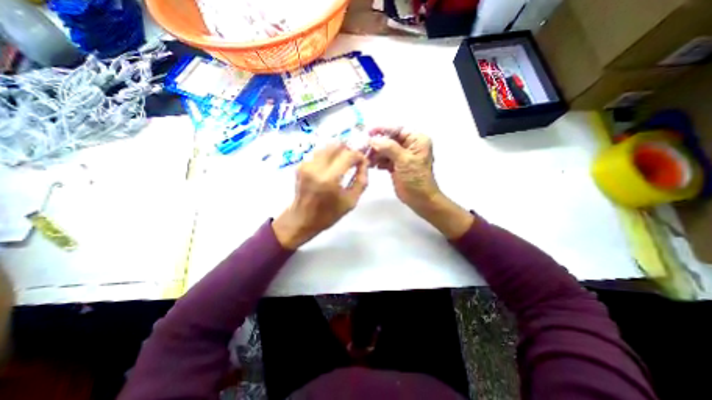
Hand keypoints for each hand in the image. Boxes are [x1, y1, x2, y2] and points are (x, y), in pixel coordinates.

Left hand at [272, 143, 366, 249]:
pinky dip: (329, 155)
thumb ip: (361, 181)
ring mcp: (306, 164)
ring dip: (339, 151)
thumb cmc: (328, 214)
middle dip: (349, 150)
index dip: (359, 156)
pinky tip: (332, 166)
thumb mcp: (351, 201)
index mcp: (329, 179)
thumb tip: (364, 163)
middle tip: (353, 160)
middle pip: (337, 145)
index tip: (363, 162)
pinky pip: (319, 152)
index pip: (348, 155)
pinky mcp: (301, 165)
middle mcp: (316, 167)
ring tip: (344, 162)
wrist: (301, 219)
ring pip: (327, 146)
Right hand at [366, 126, 471, 237]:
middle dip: (377, 144)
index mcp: (416, 140)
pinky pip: (384, 159)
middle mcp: (409, 145)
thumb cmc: (416, 179)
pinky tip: (372, 165)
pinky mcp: (396, 166)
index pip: (397, 130)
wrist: (420, 199)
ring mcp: (402, 156)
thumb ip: (389, 148)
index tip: (368, 132)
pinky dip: (377, 161)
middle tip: (363, 148)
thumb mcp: (404, 160)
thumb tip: (373, 139)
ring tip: (366, 159)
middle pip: (389, 140)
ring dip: (375, 153)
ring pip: (385, 150)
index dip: (382, 130)